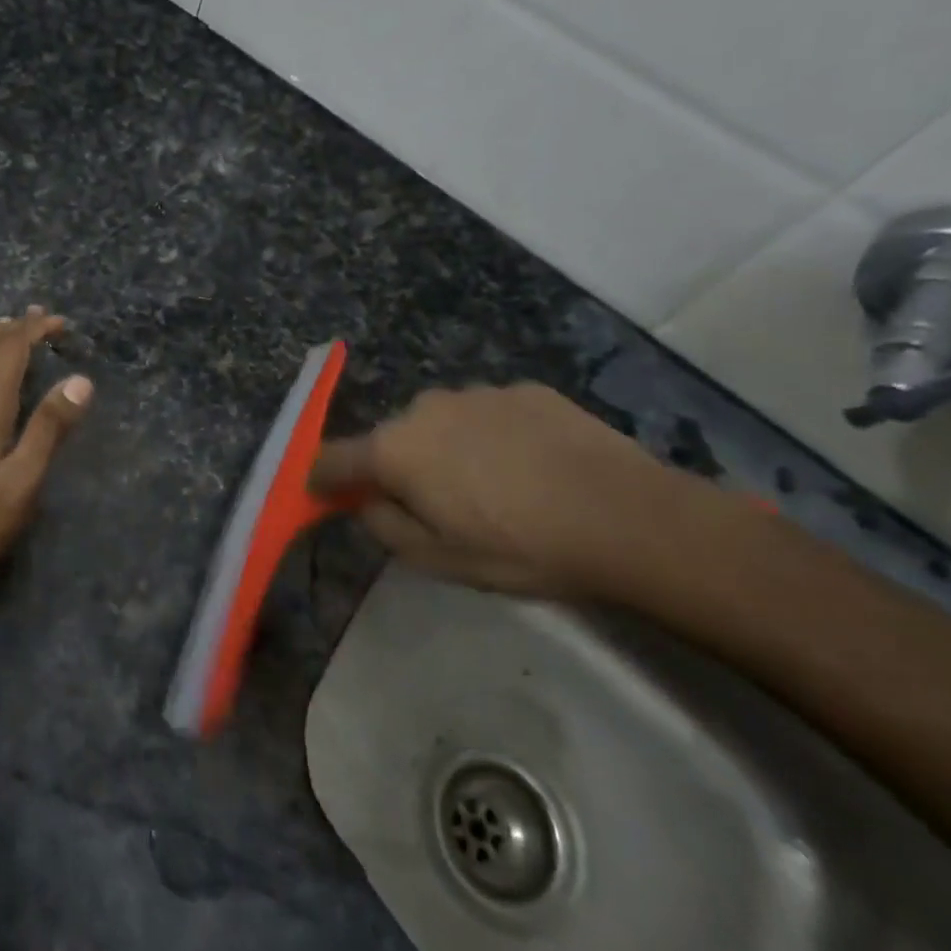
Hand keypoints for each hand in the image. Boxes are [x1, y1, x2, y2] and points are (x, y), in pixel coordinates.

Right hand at [311, 383, 721, 599]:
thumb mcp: (439, 560)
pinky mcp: (524, 390)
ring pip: (441, 423)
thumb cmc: (521, 547)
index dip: (322, 477)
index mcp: (395, 450)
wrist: (629, 517)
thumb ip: (385, 527)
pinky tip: (531, 468)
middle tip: (432, 504)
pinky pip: (488, 415)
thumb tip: (368, 503)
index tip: (323, 492)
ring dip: (447, 449)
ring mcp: (476, 394)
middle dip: (397, 466)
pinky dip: (492, 437)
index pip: (333, 458)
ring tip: (492, 487)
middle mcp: (425, 409)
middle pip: (391, 439)